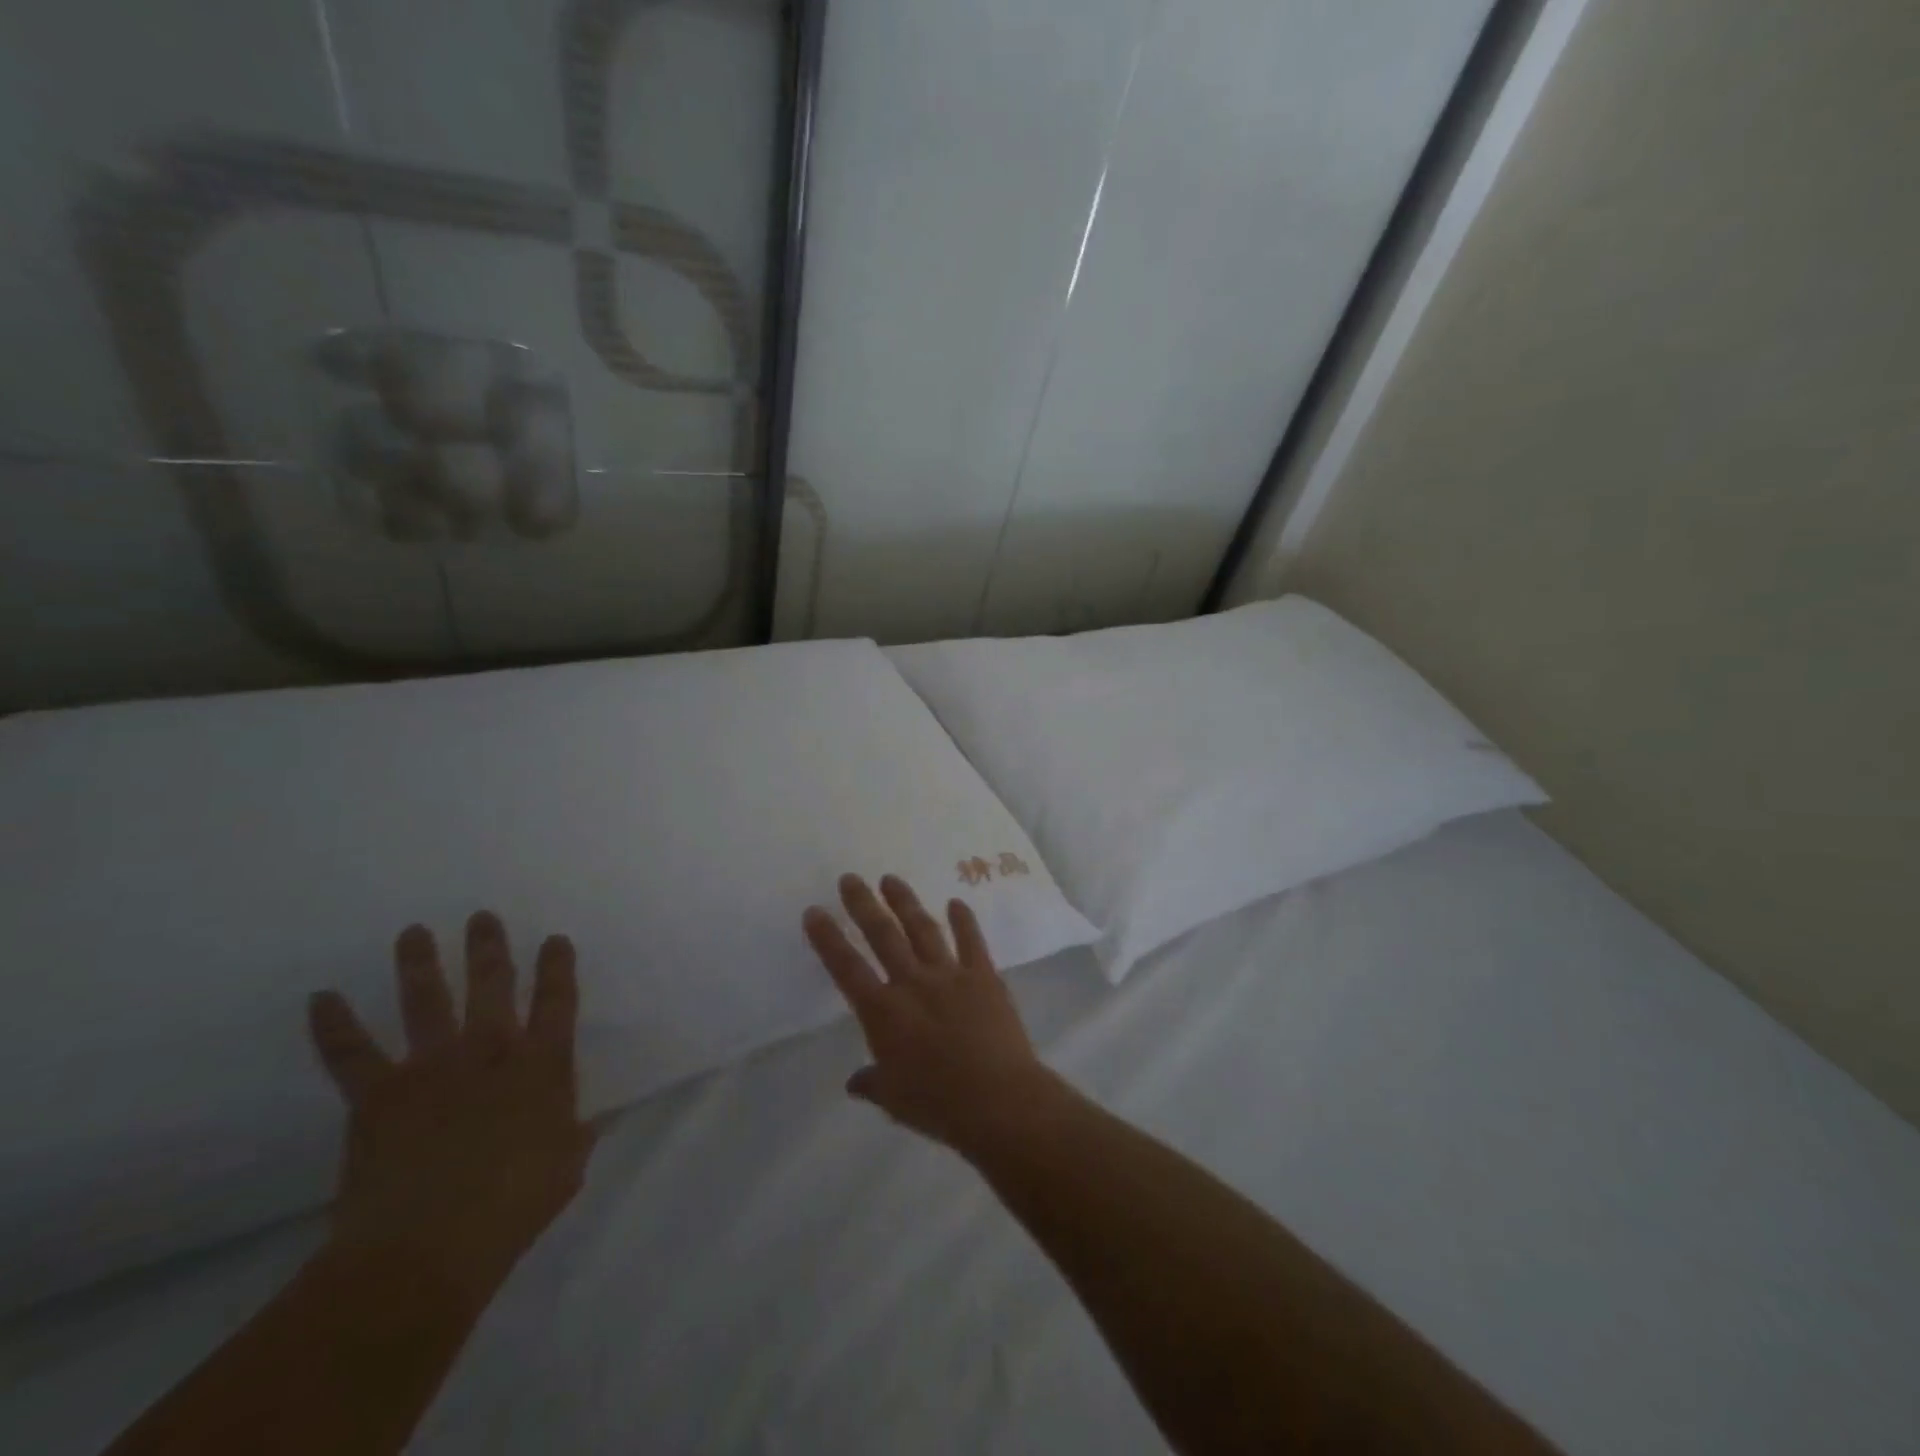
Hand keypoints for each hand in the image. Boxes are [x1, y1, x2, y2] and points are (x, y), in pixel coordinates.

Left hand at [307, 912, 594, 1318]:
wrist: (427, 1247)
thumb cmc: (513, 1207)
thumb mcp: (566, 1169)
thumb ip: (574, 1137)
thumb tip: (585, 1124)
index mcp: (541, 1066)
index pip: (557, 1002)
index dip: (558, 967)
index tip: (555, 940)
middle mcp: (489, 1052)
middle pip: (492, 986)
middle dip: (489, 948)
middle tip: (482, 917)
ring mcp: (431, 1068)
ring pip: (426, 1002)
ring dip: (419, 964)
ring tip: (414, 932)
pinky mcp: (378, 1096)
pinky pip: (351, 1054)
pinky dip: (334, 1025)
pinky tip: (321, 998)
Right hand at [803, 874, 1062, 1156]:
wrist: (998, 1099)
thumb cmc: (938, 1105)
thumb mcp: (894, 1099)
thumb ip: (872, 1083)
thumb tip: (854, 1082)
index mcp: (883, 1012)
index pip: (846, 968)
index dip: (828, 939)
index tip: (814, 911)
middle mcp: (912, 983)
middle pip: (882, 935)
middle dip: (863, 904)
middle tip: (850, 879)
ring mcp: (949, 974)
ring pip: (923, 929)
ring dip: (905, 902)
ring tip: (891, 879)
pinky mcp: (983, 976)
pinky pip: (971, 941)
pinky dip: (963, 920)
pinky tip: (956, 902)